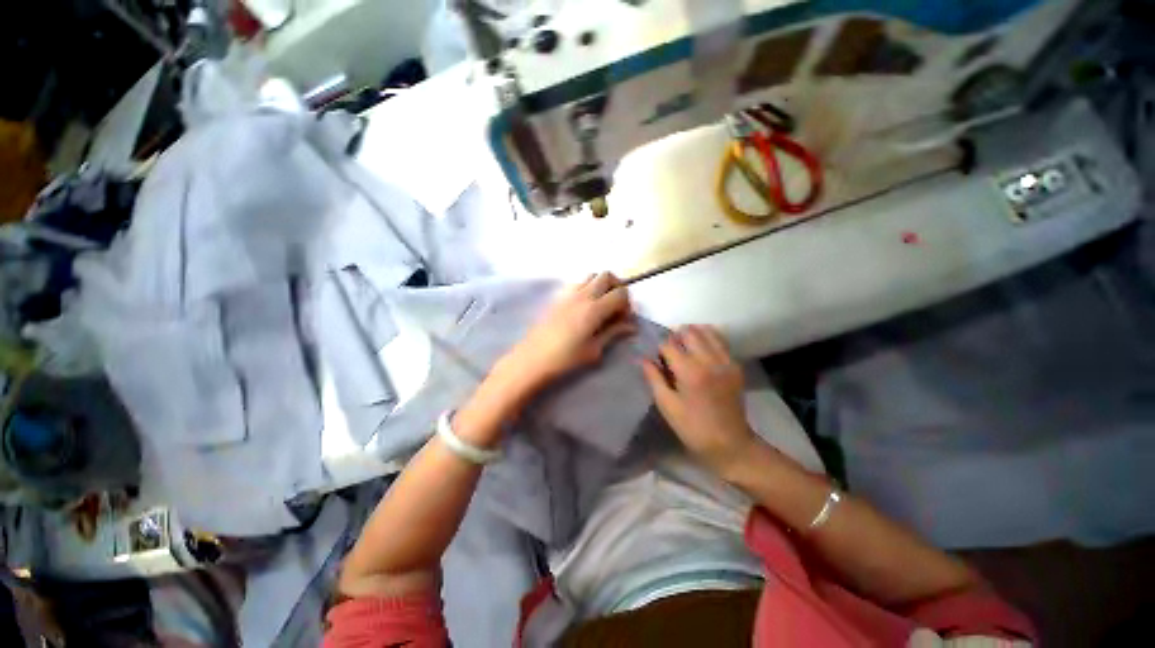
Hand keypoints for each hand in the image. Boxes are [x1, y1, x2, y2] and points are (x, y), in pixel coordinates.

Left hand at [501, 273, 636, 390]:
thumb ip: (613, 333)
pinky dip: (587, 287)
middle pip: (607, 275)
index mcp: (594, 309)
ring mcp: (568, 294)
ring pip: (591, 275)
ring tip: (601, 304)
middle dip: (617, 287)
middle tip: (616, 307)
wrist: (532, 359)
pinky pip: (577, 283)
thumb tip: (631, 326)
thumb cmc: (565, 359)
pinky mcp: (558, 297)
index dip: (627, 304)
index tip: (624, 318)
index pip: (620, 293)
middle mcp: (583, 295)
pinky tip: (584, 307)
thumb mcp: (594, 350)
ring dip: (601, 284)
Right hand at [641, 325, 756, 474]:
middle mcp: (709, 360)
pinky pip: (721, 341)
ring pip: (707, 331)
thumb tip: (643, 359)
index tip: (657, 358)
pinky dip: (708, 338)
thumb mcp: (667, 406)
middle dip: (675, 336)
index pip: (669, 345)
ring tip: (685, 346)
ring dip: (692, 333)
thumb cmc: (693, 428)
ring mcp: (726, 361)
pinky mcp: (736, 365)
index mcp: (690, 372)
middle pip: (689, 332)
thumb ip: (654, 378)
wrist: (731, 444)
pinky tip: (701, 349)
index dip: (659, 349)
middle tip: (670, 350)